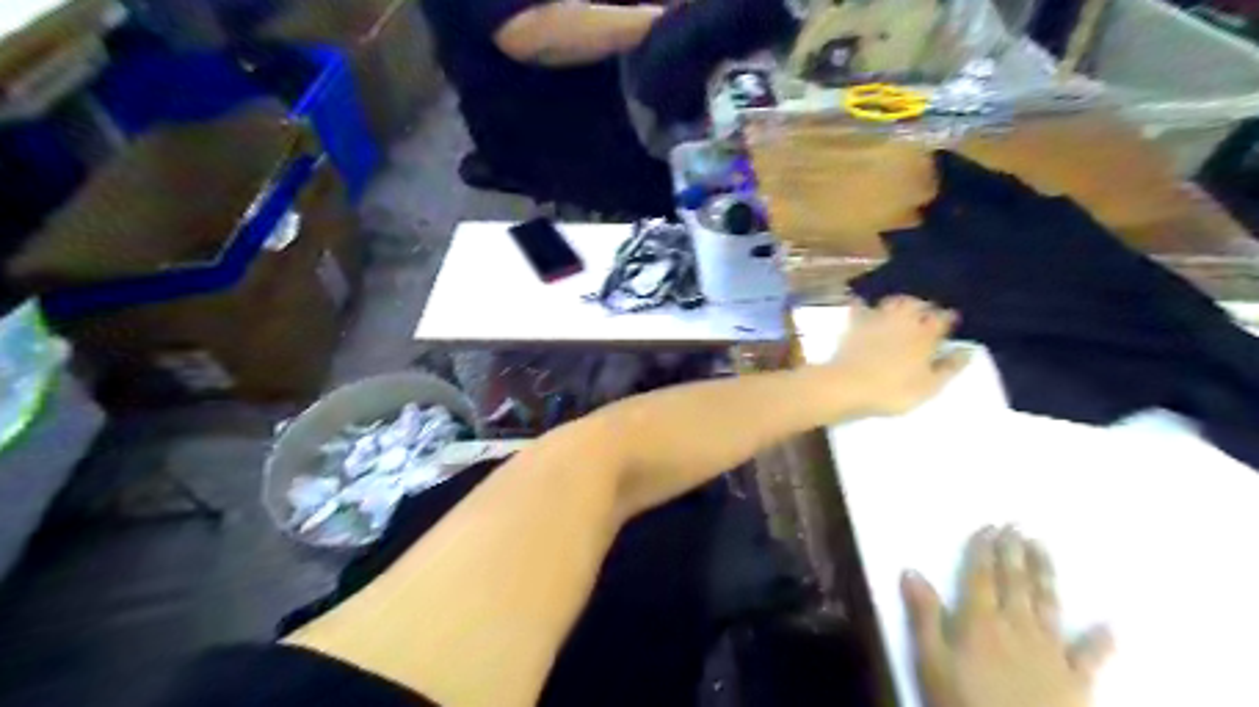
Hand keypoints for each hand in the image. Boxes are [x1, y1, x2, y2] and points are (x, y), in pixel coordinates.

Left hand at [834, 295, 964, 417]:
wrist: (847, 385)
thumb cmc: (892, 390)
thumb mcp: (929, 386)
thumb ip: (949, 367)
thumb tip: (967, 350)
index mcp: (925, 335)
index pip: (943, 318)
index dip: (948, 319)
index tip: (951, 322)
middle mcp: (903, 320)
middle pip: (918, 304)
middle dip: (924, 306)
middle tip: (926, 314)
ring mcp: (877, 319)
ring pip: (893, 301)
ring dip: (900, 302)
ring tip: (902, 310)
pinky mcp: (854, 323)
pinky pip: (860, 306)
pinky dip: (865, 304)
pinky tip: (864, 305)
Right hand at [901, 528, 1114, 705]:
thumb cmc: (964, 702)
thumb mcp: (931, 660)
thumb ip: (924, 615)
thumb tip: (911, 570)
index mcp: (980, 621)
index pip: (981, 576)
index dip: (984, 550)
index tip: (990, 526)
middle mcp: (1016, 627)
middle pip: (1014, 583)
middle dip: (1014, 552)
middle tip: (1017, 525)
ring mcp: (1050, 652)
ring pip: (1047, 604)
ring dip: (1045, 574)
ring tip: (1043, 548)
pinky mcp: (1076, 681)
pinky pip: (1090, 655)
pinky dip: (1101, 640)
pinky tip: (1111, 625)